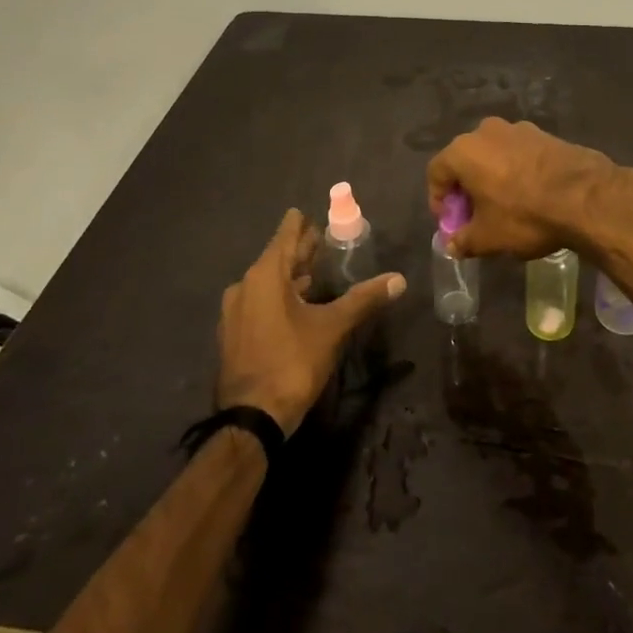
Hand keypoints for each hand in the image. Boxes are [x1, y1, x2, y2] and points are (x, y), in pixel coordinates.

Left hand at [216, 210, 405, 435]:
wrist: (252, 418)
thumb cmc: (292, 362)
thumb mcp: (333, 327)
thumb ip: (364, 299)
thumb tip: (399, 279)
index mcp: (265, 275)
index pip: (285, 235)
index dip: (300, 224)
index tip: (312, 213)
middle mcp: (244, 286)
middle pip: (276, 257)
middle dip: (300, 250)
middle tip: (322, 240)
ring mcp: (234, 312)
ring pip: (266, 282)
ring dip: (289, 275)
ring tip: (313, 272)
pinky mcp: (233, 335)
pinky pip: (258, 302)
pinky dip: (277, 296)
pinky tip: (296, 305)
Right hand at [425, 117, 621, 259]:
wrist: (585, 196)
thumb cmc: (524, 215)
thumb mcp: (488, 237)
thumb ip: (463, 240)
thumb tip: (451, 245)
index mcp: (464, 151)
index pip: (436, 172)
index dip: (438, 200)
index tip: (451, 223)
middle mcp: (487, 131)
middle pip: (465, 160)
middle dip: (466, 189)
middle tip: (475, 216)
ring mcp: (518, 129)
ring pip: (494, 155)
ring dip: (492, 178)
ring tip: (504, 206)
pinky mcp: (545, 134)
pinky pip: (519, 153)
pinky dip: (516, 171)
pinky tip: (529, 195)